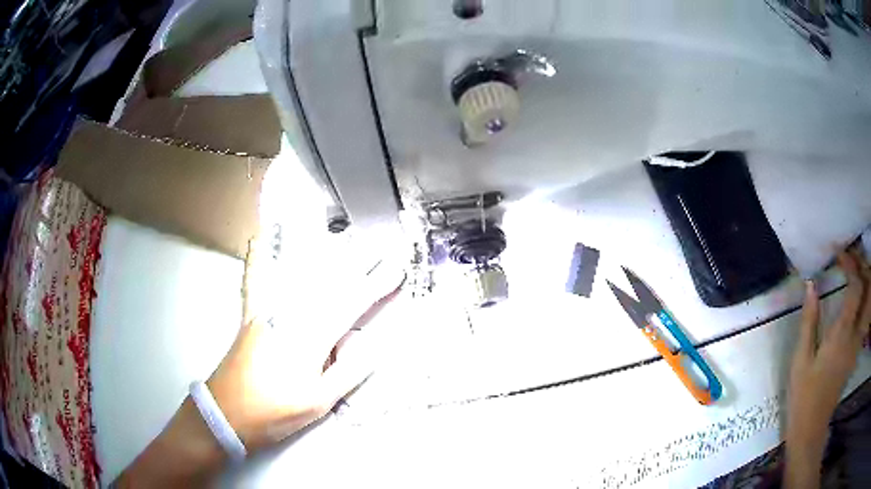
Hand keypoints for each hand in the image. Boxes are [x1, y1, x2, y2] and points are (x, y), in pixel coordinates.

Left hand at [206, 237, 405, 450]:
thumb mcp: (318, 403)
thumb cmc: (274, 412)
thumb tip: (369, 346)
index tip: (397, 269)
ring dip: (321, 254)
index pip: (351, 306)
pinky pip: (254, 283)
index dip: (376, 286)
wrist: (226, 414)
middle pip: (328, 283)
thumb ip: (346, 373)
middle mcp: (289, 317)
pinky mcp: (251, 316)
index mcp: (310, 339)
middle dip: (356, 263)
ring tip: (339, 237)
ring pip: (297, 275)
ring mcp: (267, 313)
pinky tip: (259, 239)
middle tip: (378, 245)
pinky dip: (257, 260)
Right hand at [785, 249, 870, 487]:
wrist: (811, 428)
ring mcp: (858, 344)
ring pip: (870, 302)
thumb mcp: (801, 359)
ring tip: (856, 271)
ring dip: (867, 280)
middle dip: (863, 266)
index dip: (850, 263)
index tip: (838, 253)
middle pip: (869, 290)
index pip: (856, 286)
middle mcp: (856, 334)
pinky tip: (857, 296)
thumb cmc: (804, 395)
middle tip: (852, 257)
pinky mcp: (857, 351)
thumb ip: (809, 320)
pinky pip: (867, 315)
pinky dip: (866, 297)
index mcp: (842, 334)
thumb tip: (810, 285)